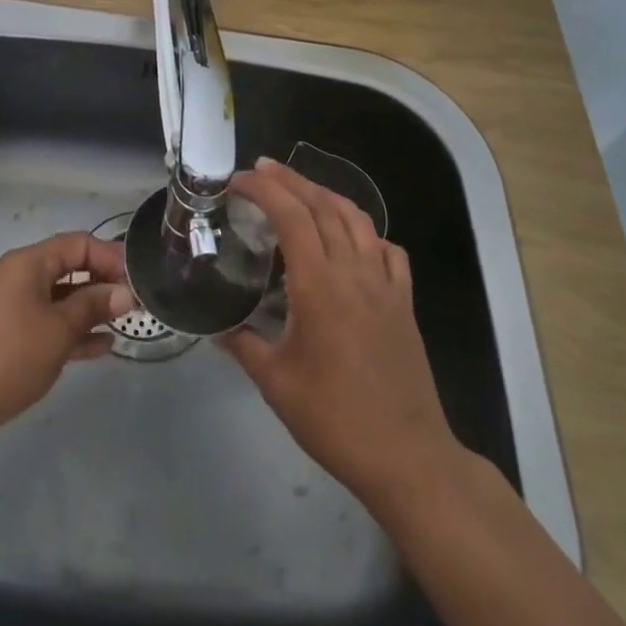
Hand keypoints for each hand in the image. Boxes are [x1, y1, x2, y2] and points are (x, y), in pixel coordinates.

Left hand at [0, 231, 133, 447]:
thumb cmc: (9, 356)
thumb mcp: (58, 330)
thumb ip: (93, 306)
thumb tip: (124, 293)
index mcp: (27, 263)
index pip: (76, 244)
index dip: (109, 257)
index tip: (136, 278)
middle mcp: (16, 276)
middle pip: (67, 268)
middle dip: (101, 283)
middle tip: (133, 303)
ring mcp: (8, 305)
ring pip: (57, 297)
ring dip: (88, 309)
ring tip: (121, 325)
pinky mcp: (4, 333)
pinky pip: (44, 320)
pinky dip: (69, 328)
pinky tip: (98, 347)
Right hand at [220, 158, 459, 509]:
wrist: (407, 456)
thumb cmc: (334, 419)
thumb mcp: (276, 383)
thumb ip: (244, 346)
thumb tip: (218, 329)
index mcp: (320, 285)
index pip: (291, 216)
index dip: (264, 190)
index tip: (238, 181)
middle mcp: (355, 272)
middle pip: (324, 206)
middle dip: (291, 180)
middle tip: (262, 169)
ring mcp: (385, 284)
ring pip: (358, 219)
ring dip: (326, 195)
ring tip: (301, 190)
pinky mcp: (404, 302)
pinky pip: (387, 249)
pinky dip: (365, 231)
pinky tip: (352, 240)